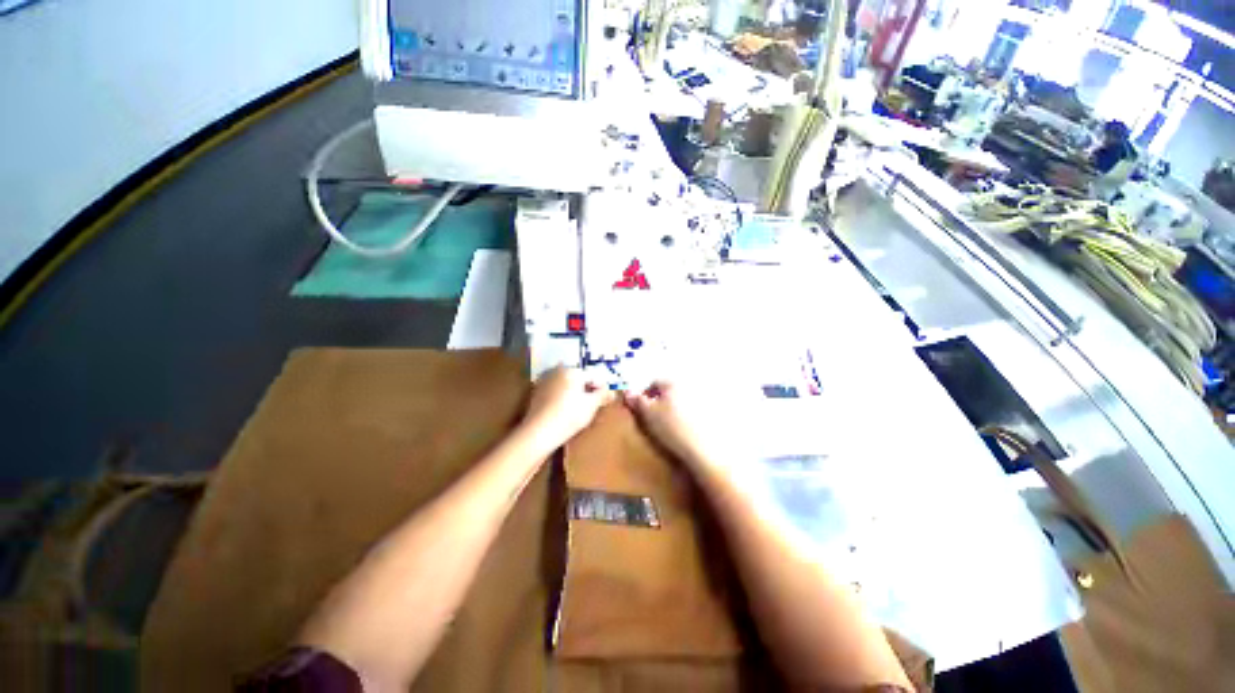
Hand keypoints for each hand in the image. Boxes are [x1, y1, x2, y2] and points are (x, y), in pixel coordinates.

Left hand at [521, 367, 613, 449]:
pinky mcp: (535, 393)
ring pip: (564, 385)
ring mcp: (544, 381)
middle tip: (592, 404)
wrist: (539, 431)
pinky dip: (560, 398)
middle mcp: (557, 370)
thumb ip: (602, 395)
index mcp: (572, 370)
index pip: (591, 376)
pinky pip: (554, 392)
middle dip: (585, 389)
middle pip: (577, 379)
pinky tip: (563, 411)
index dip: (600, 388)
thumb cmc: (569, 415)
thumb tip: (612, 392)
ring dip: (572, 393)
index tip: (604, 399)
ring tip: (577, 409)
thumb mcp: (591, 406)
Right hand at [624, 381, 718, 472]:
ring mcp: (699, 401)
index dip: (644, 394)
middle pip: (668, 391)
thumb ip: (636, 401)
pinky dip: (683, 418)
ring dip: (671, 409)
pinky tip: (678, 431)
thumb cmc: (670, 426)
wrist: (699, 448)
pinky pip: (689, 412)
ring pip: (678, 402)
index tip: (639, 408)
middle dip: (658, 401)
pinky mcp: (707, 415)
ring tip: (664, 426)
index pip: (654, 383)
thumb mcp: (647, 413)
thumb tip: (627, 391)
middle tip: (651, 417)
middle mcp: (688, 387)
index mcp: (673, 383)